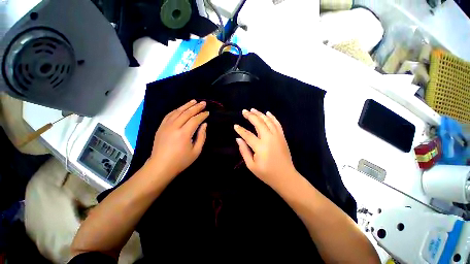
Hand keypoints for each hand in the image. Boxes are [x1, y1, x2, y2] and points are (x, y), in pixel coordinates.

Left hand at [147, 100, 208, 178]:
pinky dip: (176, 110)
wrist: (160, 166)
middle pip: (187, 113)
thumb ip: (201, 136)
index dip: (202, 115)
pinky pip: (169, 115)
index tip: (207, 112)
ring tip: (194, 101)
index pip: (195, 120)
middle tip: (203, 103)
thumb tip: (204, 124)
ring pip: (177, 111)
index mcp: (184, 134)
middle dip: (196, 107)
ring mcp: (166, 126)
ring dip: (186, 105)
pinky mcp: (161, 127)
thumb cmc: (181, 161)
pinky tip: (181, 108)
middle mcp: (174, 127)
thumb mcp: (196, 151)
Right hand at [234, 109, 297, 189]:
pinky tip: (267, 113)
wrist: (285, 177)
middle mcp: (269, 138)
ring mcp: (277, 136)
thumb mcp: (251, 165)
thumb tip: (238, 139)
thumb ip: (244, 151)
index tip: (235, 126)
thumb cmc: (267, 173)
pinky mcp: (282, 137)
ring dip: (260, 114)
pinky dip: (272, 117)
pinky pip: (277, 124)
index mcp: (260, 147)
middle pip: (258, 123)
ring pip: (268, 121)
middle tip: (244, 111)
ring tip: (253, 110)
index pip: (247, 135)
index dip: (240, 130)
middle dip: (250, 116)